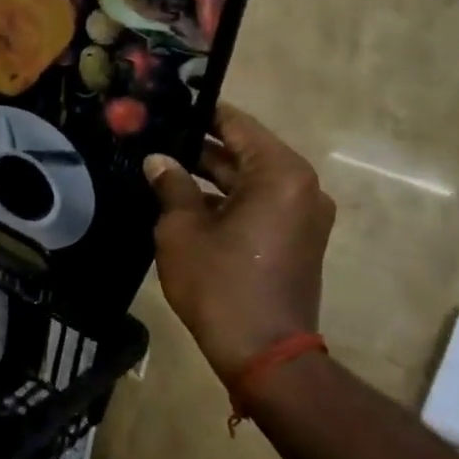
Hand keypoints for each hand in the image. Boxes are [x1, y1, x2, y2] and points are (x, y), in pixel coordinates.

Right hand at [143, 104, 335, 377]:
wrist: (264, 352)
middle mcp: (301, 187)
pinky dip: (228, 201)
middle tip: (155, 139)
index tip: (167, 106)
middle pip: (245, 152)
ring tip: (162, 169)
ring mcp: (303, 215)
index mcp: (280, 174)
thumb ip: (171, 186)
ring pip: (250, 181)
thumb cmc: (221, 283)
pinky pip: (260, 205)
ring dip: (211, 177)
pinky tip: (185, 202)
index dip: (200, 113)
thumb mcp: (182, 229)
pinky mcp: (297, 240)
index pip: (236, 124)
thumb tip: (158, 160)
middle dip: (200, 148)